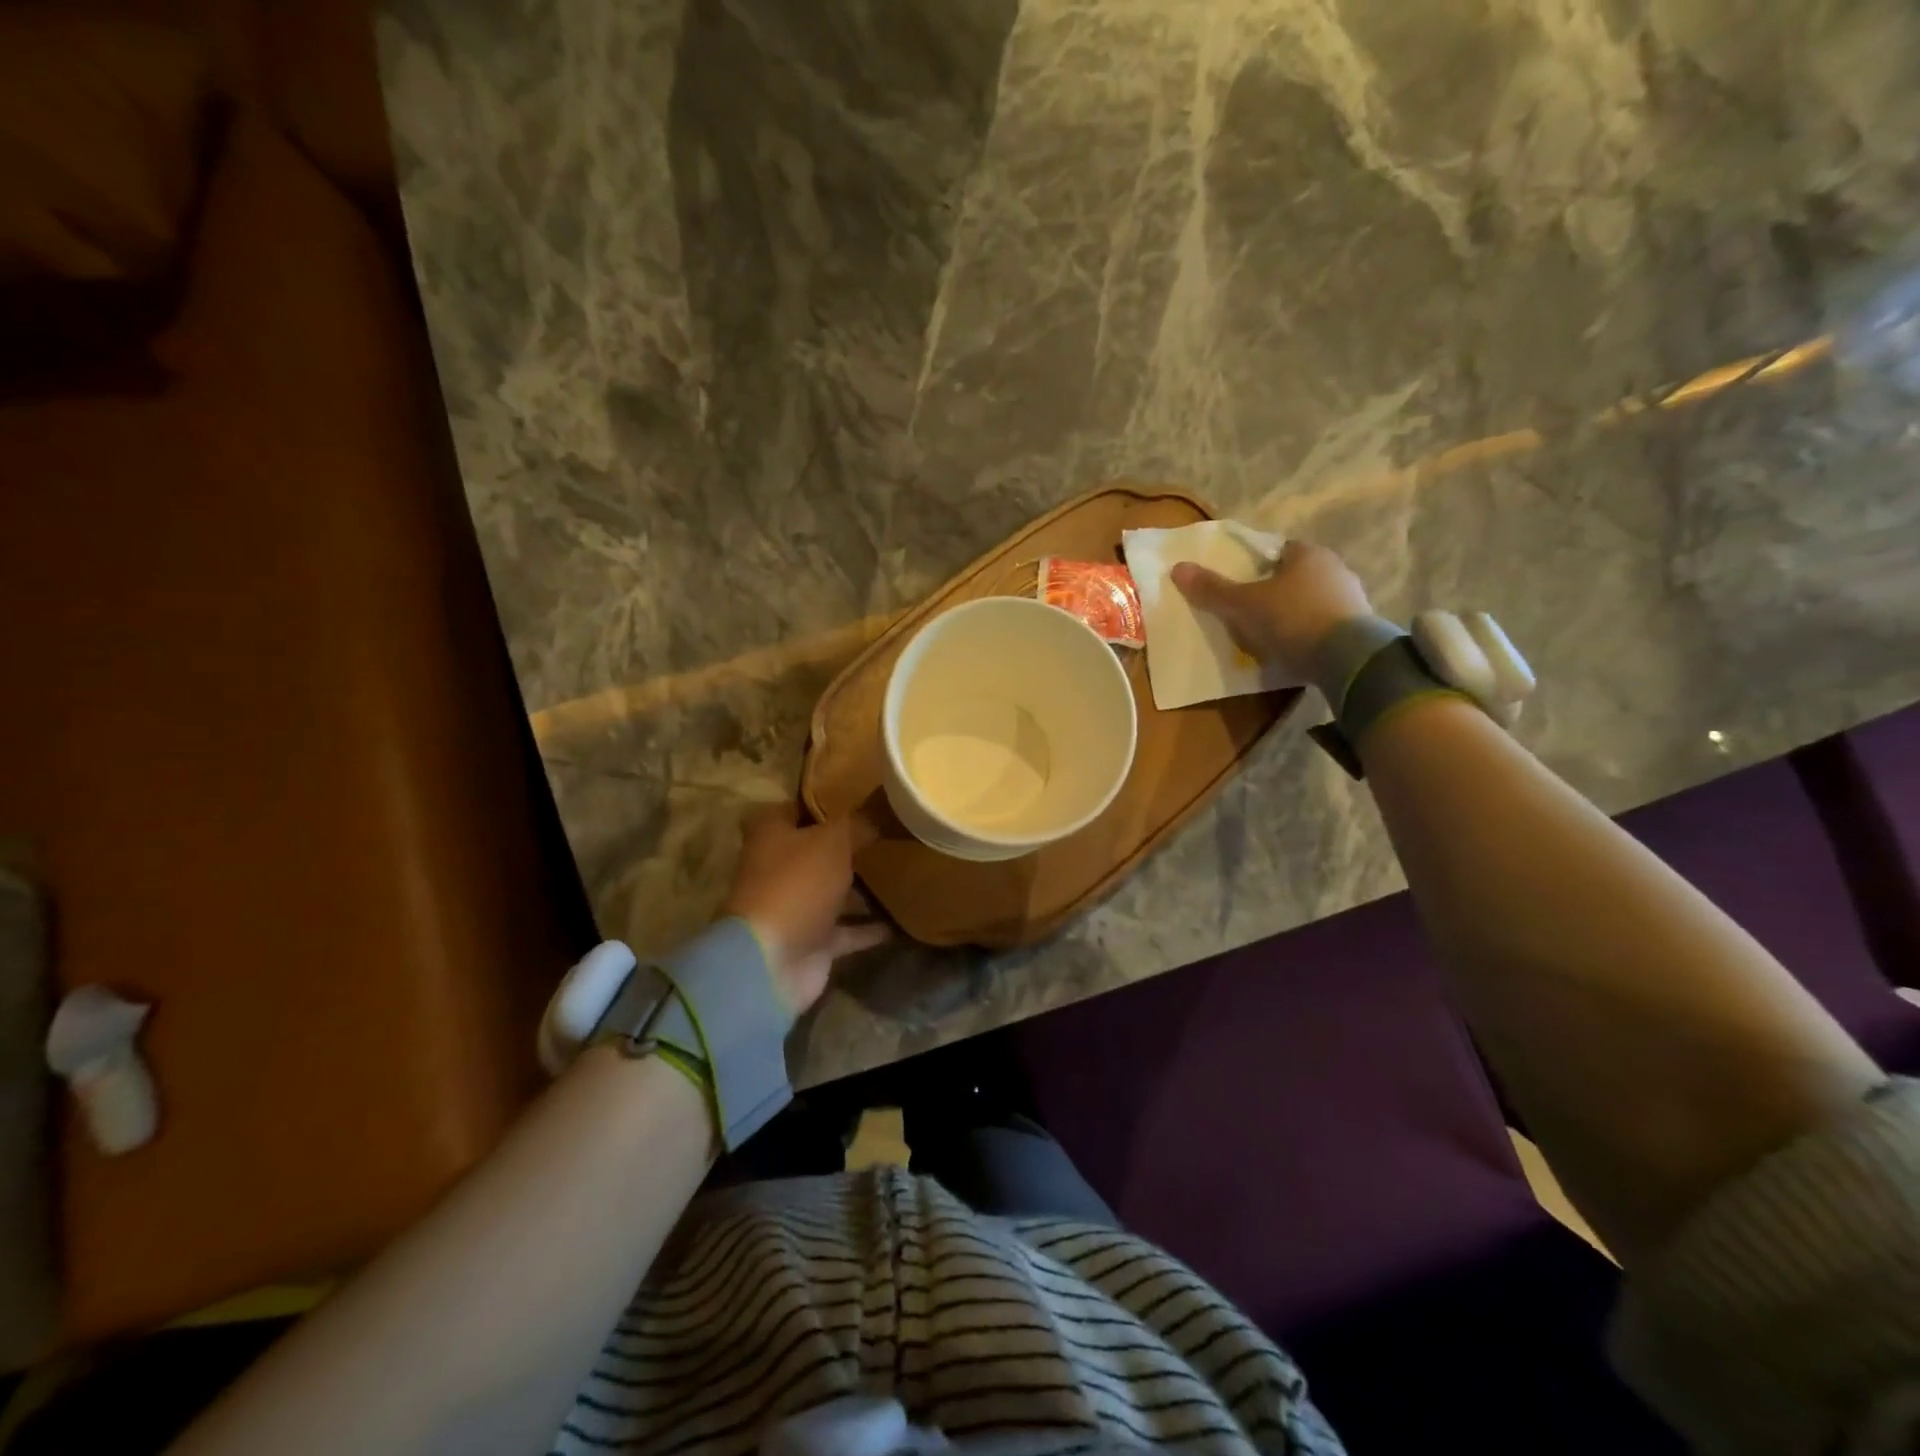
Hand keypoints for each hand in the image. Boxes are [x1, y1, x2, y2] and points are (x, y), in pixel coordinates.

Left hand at [723, 804, 888, 1015]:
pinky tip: (900, 920)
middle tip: (883, 833)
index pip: (789, 809)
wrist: (773, 960)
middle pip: (811, 852)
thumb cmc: (797, 884)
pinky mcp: (811, 943)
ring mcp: (794, 909)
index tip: (852, 797)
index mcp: (771, 836)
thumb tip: (880, 812)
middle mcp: (777, 870)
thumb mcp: (833, 841)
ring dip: (856, 888)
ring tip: (898, 872)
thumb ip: (857, 824)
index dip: (817, 802)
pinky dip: (868, 928)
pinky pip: (845, 931)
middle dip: (841, 846)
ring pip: (829, 892)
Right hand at [1171, 540, 1373, 684]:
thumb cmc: (1291, 618)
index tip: (1240, 587)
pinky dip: (1308, 635)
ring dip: (1292, 616)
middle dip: (1273, 593)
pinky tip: (1293, 652)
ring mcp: (1352, 599)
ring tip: (1268, 638)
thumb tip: (1178, 568)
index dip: (1256, 567)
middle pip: (1294, 577)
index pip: (1278, 551)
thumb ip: (1212, 589)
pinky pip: (1325, 626)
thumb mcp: (1243, 605)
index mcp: (1308, 554)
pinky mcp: (1360, 629)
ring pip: (1311, 602)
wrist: (1347, 658)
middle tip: (1248, 615)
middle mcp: (1335, 569)